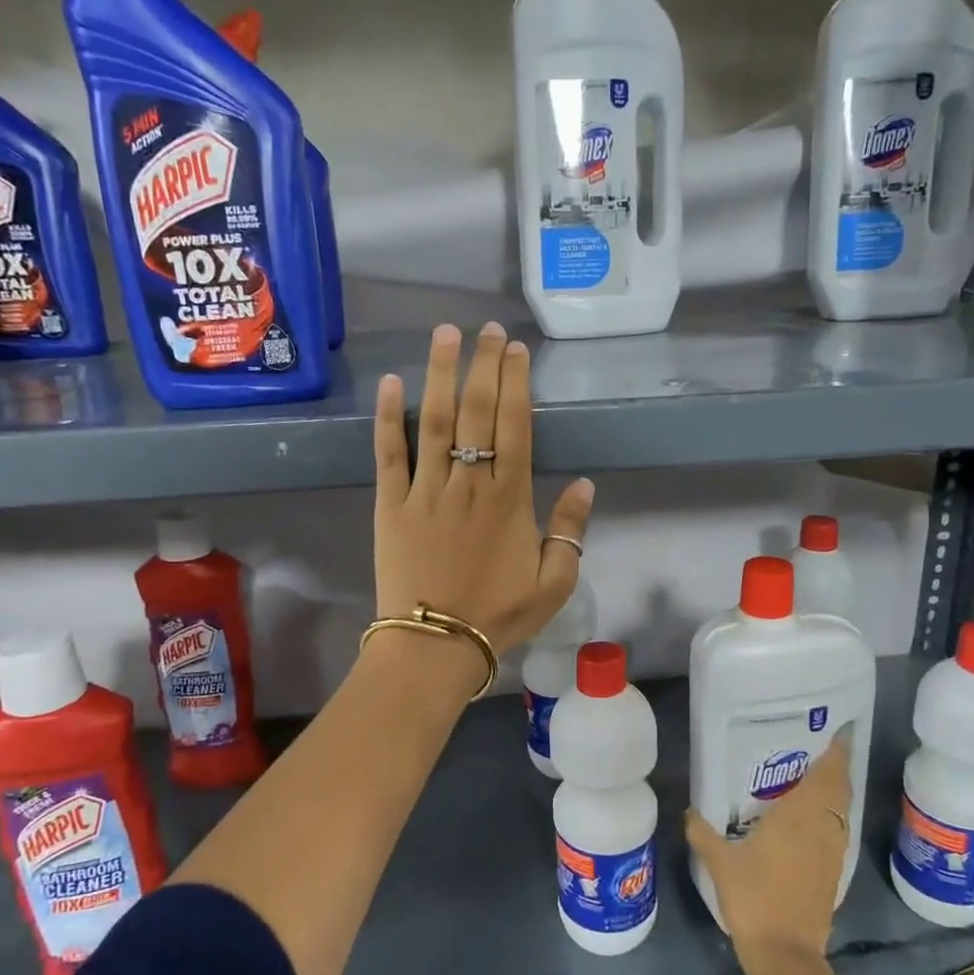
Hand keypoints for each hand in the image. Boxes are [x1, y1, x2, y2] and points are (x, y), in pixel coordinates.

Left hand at [374, 323, 595, 654]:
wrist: (435, 644)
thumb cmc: (499, 615)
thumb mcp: (554, 582)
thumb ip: (571, 531)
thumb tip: (586, 485)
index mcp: (510, 498)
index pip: (516, 427)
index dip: (516, 384)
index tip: (516, 350)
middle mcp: (469, 482)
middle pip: (478, 411)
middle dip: (484, 365)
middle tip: (488, 329)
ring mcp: (427, 490)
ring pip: (435, 420)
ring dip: (440, 374)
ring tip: (446, 335)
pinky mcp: (391, 504)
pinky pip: (389, 454)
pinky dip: (387, 417)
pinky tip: (389, 383)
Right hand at [685, 730, 852, 969]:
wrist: (786, 954)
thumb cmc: (754, 898)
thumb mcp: (719, 862)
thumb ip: (703, 832)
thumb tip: (689, 810)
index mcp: (799, 816)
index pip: (828, 775)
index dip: (836, 751)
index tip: (835, 730)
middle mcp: (823, 828)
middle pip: (839, 789)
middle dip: (835, 766)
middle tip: (816, 747)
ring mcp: (832, 852)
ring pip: (840, 811)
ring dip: (834, 791)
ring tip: (812, 776)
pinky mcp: (833, 873)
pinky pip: (836, 830)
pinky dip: (830, 815)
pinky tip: (808, 820)